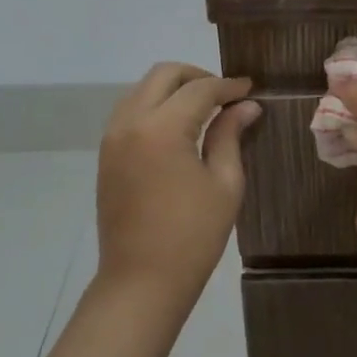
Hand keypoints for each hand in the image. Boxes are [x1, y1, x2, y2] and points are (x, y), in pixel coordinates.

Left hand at [95, 62, 260, 306]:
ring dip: (173, 88)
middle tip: (225, 94)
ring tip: (204, 108)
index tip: (250, 88)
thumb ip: (230, 135)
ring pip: (142, 89)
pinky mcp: (106, 154)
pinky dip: (155, 105)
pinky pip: (130, 110)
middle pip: (163, 75)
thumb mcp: (224, 183)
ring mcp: (113, 137)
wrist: (141, 281)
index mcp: (162, 129)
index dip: (228, 85)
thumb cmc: (192, 236)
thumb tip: (246, 106)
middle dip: (197, 76)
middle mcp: (130, 123)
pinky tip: (179, 126)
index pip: (199, 89)